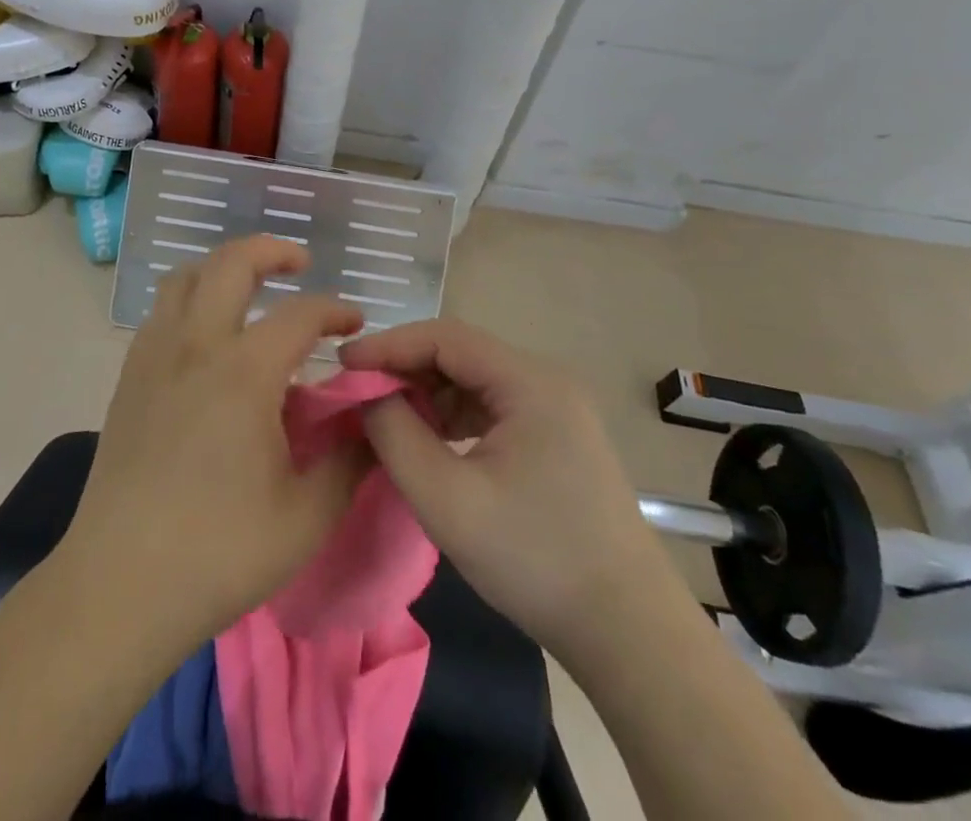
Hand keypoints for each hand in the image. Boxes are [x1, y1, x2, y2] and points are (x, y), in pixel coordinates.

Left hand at [60, 236, 372, 653]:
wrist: (120, 583)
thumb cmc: (219, 551)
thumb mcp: (307, 515)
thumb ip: (350, 460)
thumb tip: (377, 420)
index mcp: (244, 372)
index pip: (300, 314)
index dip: (335, 310)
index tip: (355, 324)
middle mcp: (196, 345)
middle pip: (231, 263)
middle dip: (271, 250)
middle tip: (300, 263)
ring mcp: (155, 356)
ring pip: (186, 277)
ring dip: (223, 267)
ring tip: (251, 286)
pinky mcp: (129, 377)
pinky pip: (162, 311)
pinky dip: (191, 297)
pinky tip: (207, 333)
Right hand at [340, 320, 663, 652]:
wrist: (627, 633)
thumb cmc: (535, 560)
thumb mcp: (447, 499)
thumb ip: (396, 435)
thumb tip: (368, 395)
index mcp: (530, 383)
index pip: (445, 337)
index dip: (389, 345)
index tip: (343, 365)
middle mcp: (546, 382)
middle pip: (461, 354)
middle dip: (406, 369)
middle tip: (359, 394)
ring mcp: (556, 410)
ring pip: (474, 381)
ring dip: (428, 394)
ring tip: (387, 419)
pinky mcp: (556, 439)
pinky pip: (491, 408)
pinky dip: (453, 417)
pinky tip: (430, 442)